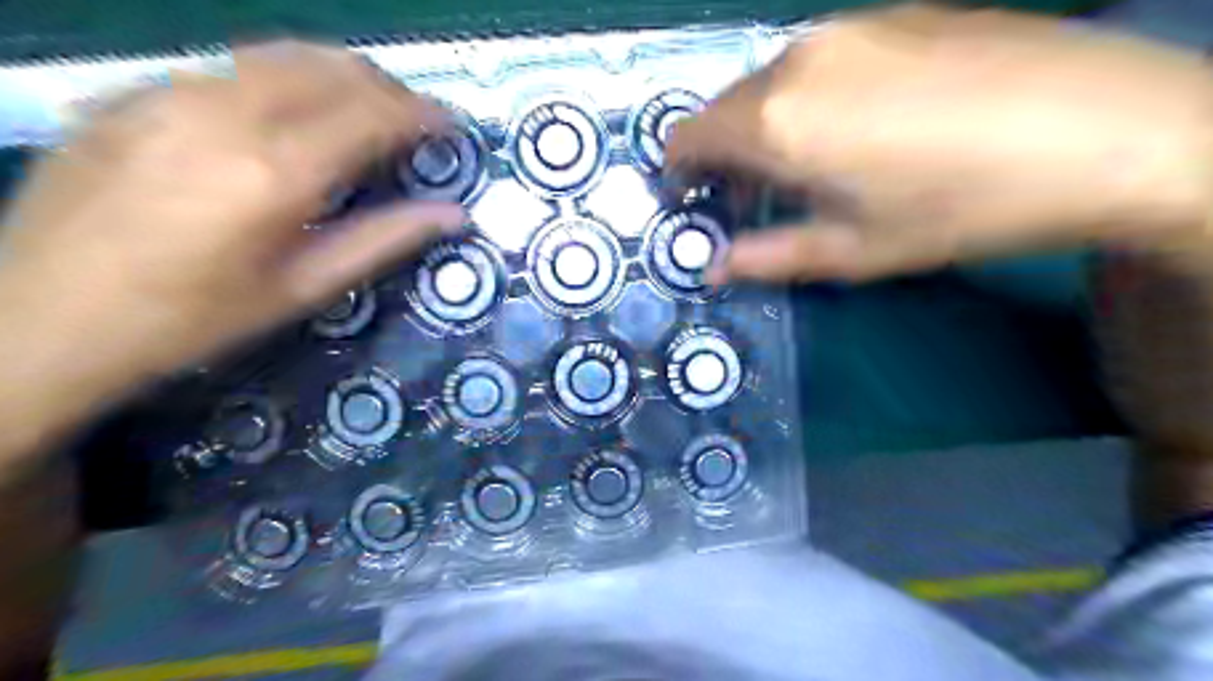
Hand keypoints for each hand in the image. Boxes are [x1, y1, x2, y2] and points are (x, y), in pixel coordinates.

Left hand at [0, 43, 466, 395]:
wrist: (41, 315)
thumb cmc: (193, 317)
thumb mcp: (304, 288)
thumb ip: (384, 240)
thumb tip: (454, 215)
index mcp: (277, 170)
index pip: (371, 113)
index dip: (423, 115)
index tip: (453, 127)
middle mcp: (228, 111)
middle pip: (333, 68)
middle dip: (390, 89)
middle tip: (418, 123)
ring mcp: (174, 92)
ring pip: (284, 55)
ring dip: (343, 76)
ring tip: (369, 111)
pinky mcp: (138, 91)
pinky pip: (236, 66)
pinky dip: (288, 80)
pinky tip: (294, 117)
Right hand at [662, 2, 1211, 282]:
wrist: (1102, 129)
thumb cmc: (956, 208)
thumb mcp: (852, 250)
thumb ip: (768, 256)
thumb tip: (713, 268)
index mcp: (777, 120)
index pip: (687, 136)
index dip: (679, 171)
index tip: (696, 199)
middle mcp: (797, 59)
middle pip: (724, 107)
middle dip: (722, 154)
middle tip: (756, 195)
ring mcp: (847, 27)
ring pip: (769, 80)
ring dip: (765, 124)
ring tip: (810, 163)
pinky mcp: (892, 12)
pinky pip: (817, 58)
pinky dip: (807, 95)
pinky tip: (858, 123)